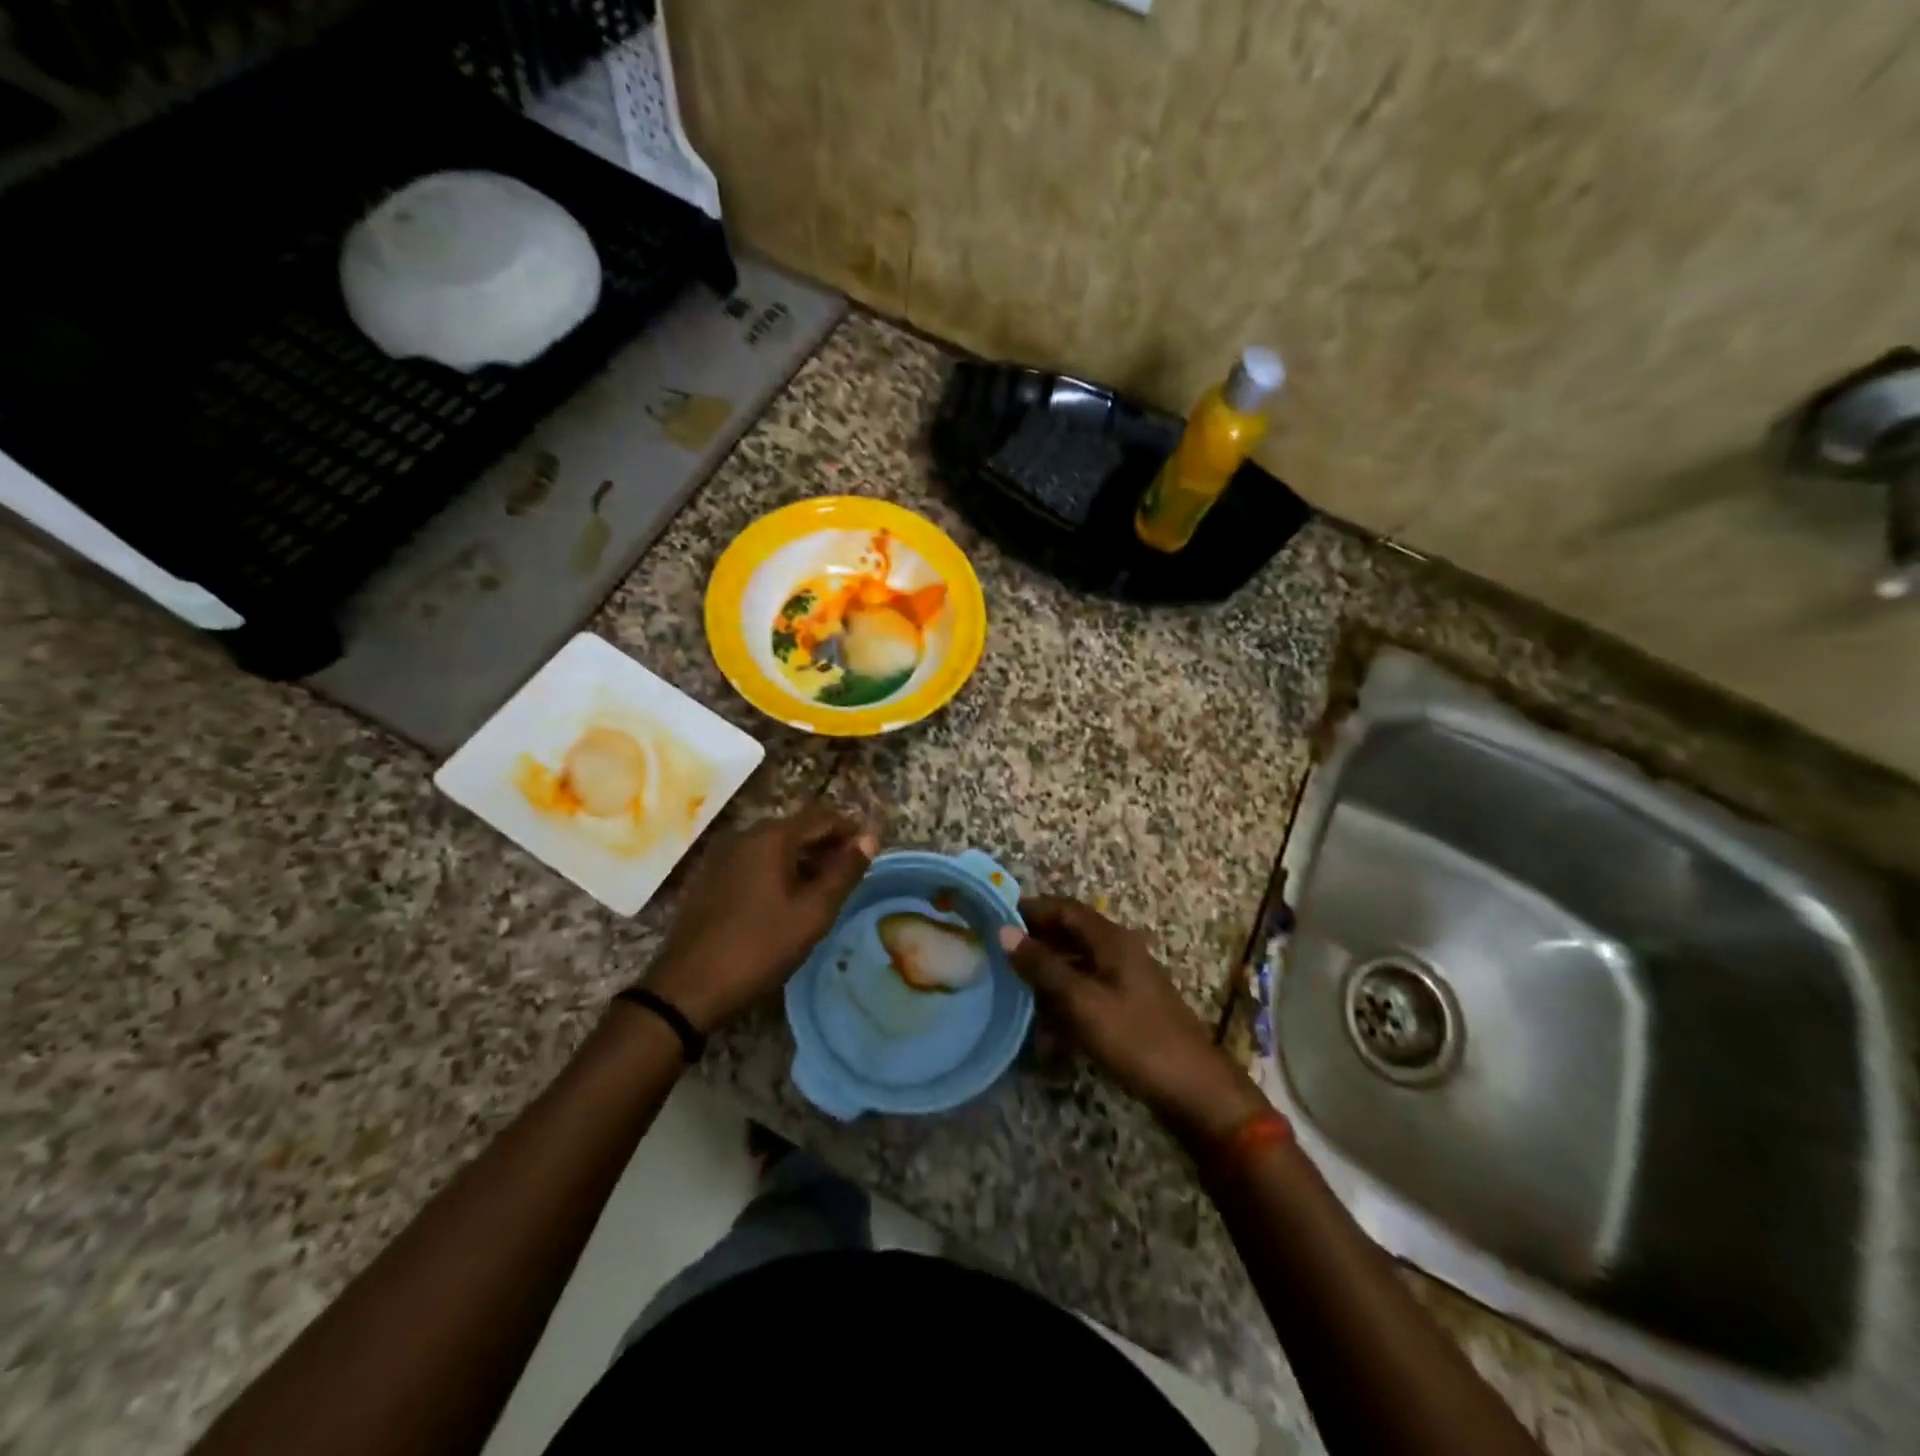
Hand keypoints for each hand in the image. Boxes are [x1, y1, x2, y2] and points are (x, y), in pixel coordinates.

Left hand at [643, 806, 876, 1031]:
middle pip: (797, 827)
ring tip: (824, 889)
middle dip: (827, 844)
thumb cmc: (759, 947)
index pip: (822, 816)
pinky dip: (778, 869)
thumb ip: (844, 872)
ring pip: (775, 845)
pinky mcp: (710, 877)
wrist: (687, 988)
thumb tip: (869, 838)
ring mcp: (723, 856)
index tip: (870, 852)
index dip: (850, 829)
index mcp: (771, 837)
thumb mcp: (813, 913)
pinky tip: (787, 899)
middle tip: (850, 874)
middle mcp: (745, 835)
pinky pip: (754, 861)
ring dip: (803, 858)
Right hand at [1000, 897, 1267, 1143]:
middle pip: (1069, 935)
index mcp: (1111, 939)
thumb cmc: (1135, 1038)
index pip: (1064, 908)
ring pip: (1075, 966)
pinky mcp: (1127, 1008)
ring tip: (1014, 996)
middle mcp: (1118, 951)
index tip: (994, 919)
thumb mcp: (1081, 1001)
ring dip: (1047, 978)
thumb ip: (1042, 966)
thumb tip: (1005, 931)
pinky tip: (1046, 1030)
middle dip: (1035, 946)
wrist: (1194, 1090)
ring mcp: (1124, 980)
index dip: (1030, 910)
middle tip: (998, 960)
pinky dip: (1064, 1003)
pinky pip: (1086, 993)